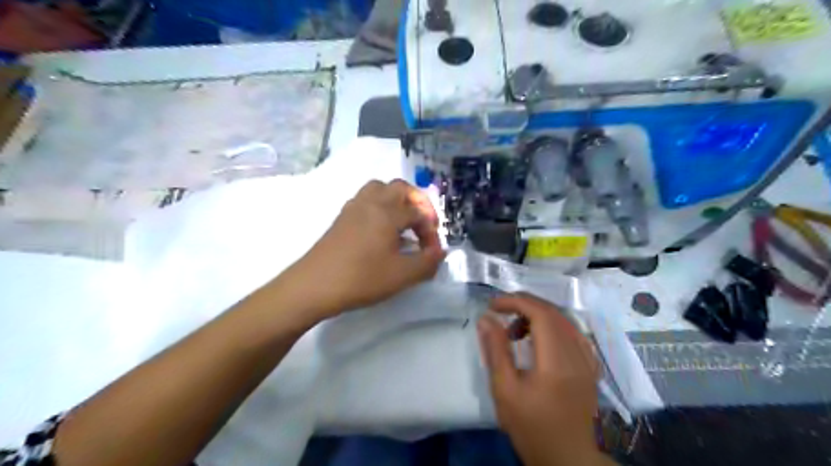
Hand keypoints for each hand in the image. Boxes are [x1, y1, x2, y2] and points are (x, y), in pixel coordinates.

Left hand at [283, 178, 444, 317]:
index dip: (430, 231)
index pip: (418, 213)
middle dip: (417, 203)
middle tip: (423, 224)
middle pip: (399, 188)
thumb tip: (440, 252)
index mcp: (387, 212)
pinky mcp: (341, 218)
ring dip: (396, 201)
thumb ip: (427, 262)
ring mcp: (353, 208)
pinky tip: (381, 231)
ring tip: (402, 222)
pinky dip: (379, 207)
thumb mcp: (402, 275)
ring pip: (379, 189)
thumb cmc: (361, 278)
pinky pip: (366, 201)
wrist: (314, 286)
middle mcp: (370, 202)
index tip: (432, 252)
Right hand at [478, 294, 608, 464]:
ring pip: (564, 320)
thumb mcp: (505, 390)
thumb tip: (486, 318)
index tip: (492, 305)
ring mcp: (588, 360)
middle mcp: (578, 355)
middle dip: (524, 304)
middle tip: (500, 310)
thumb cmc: (531, 427)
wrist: (568, 458)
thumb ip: (496, 350)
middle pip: (553, 313)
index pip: (540, 314)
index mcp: (557, 361)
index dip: (515, 301)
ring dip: (537, 315)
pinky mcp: (590, 366)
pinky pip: (572, 332)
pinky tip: (538, 338)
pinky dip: (552, 326)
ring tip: (514, 330)